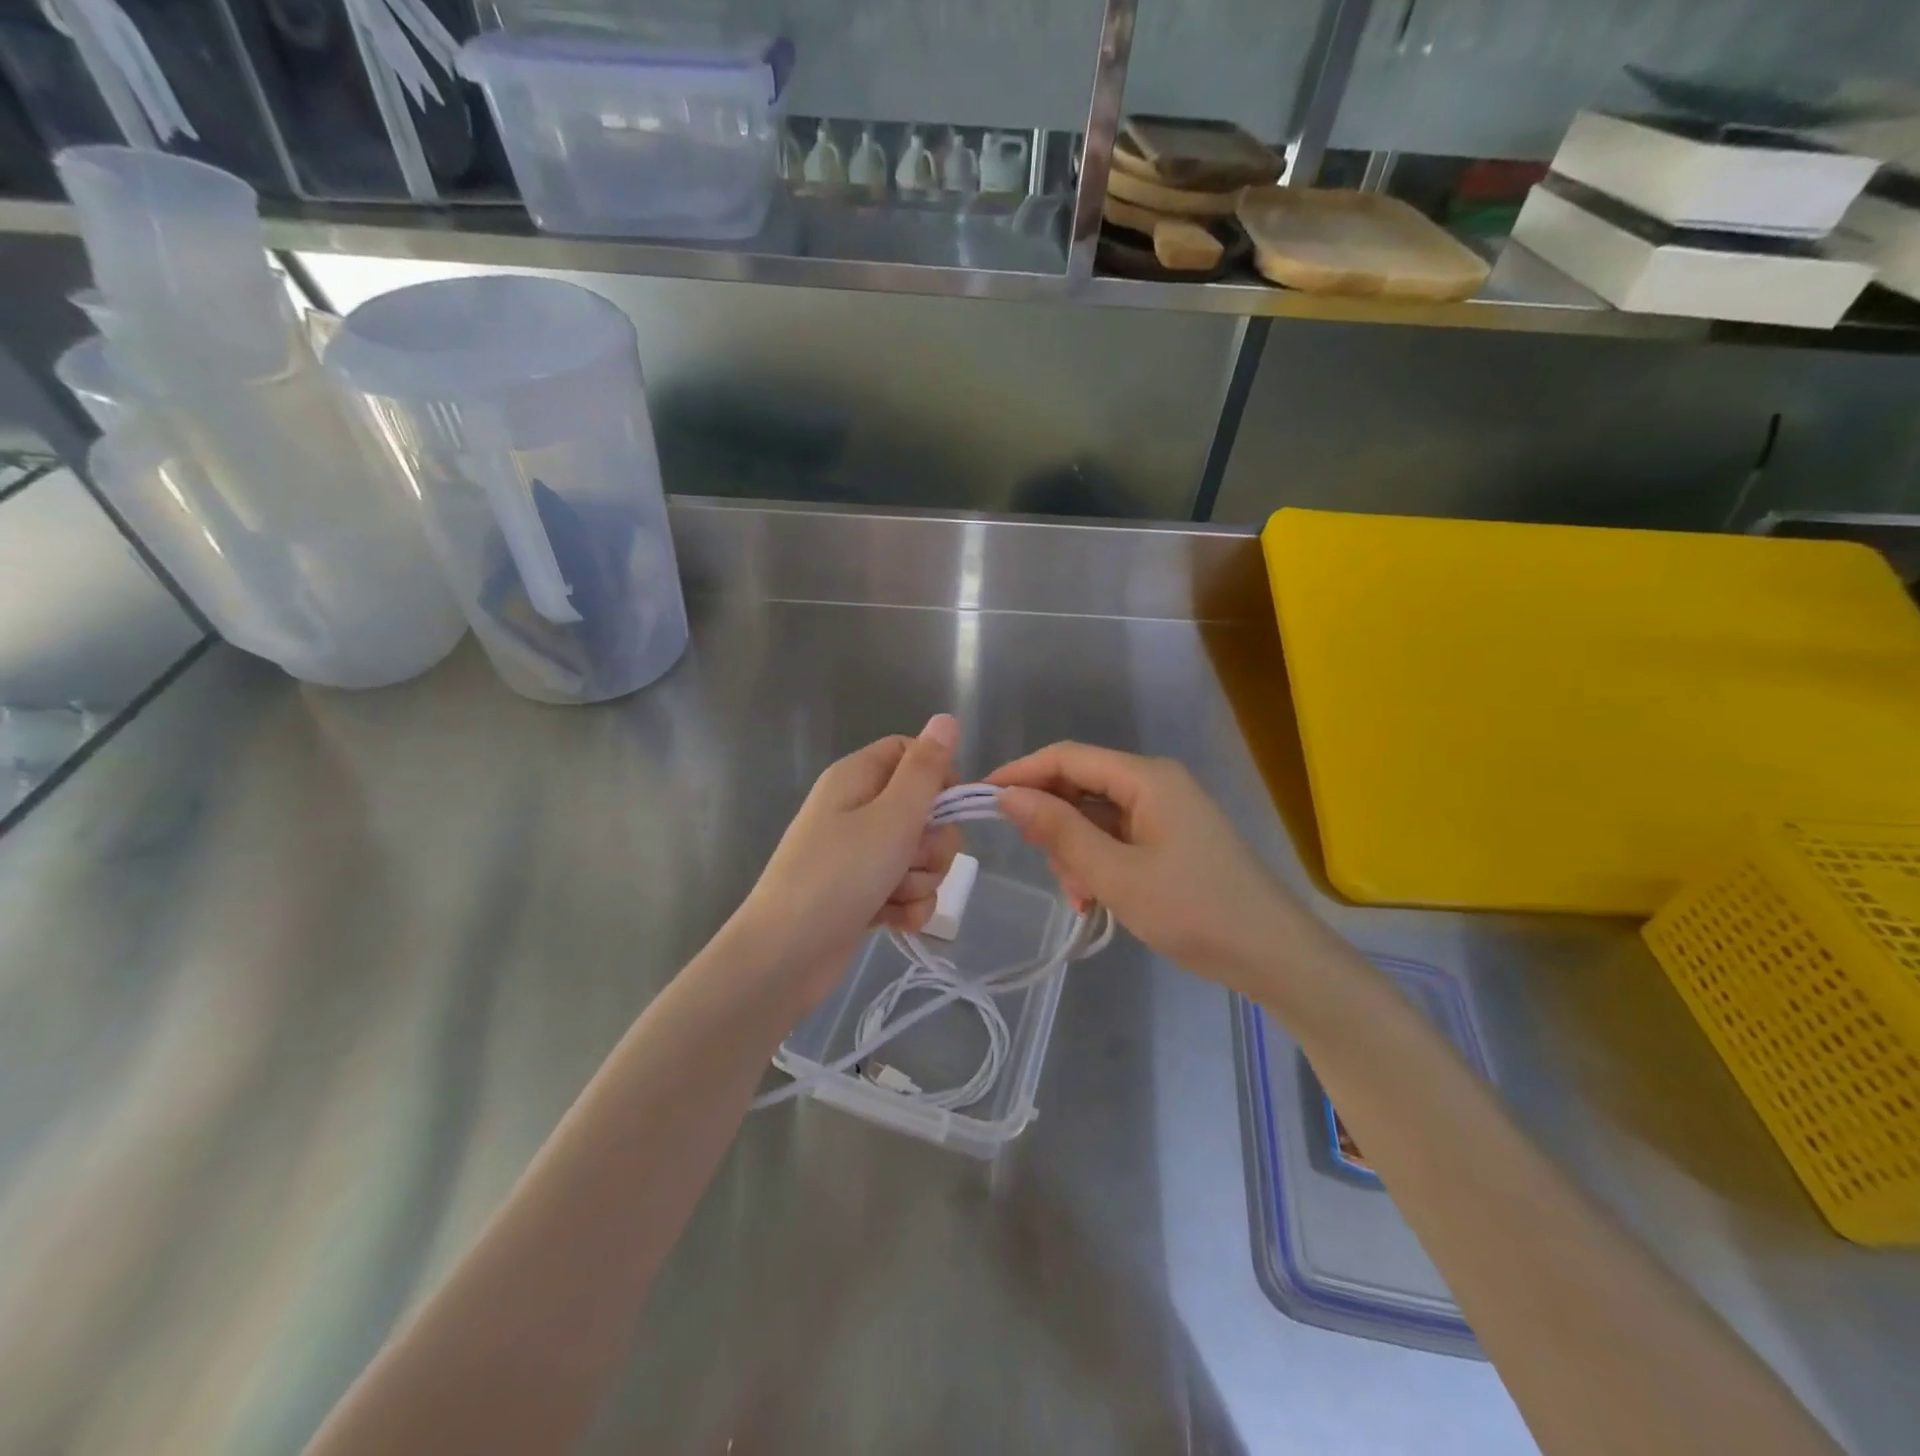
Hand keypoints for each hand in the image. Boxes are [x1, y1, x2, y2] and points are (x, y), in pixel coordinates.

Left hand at [732, 715, 961, 1013]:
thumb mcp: (892, 817)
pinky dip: (907, 906)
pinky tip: (894, 921)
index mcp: (858, 778)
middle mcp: (859, 809)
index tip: (945, 806)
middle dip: (932, 841)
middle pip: (925, 809)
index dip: (938, 777)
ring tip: (892, 895)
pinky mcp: (865, 893)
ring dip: (920, 879)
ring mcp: (861, 854)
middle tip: (909, 858)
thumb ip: (925, 770)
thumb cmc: (839, 875)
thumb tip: (947, 718)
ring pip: (921, 854)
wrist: (786, 956)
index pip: (912, 753)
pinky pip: (907, 889)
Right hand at [988, 743, 1302, 991]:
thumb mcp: (1115, 874)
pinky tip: (1096, 899)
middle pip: (1080, 786)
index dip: (1021, 773)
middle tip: (1051, 870)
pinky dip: (1098, 863)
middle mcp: (1154, 783)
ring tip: (1083, 897)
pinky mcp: (1169, 838)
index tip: (980, 799)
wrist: (1271, 955)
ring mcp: (1164, 811)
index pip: (1067, 757)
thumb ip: (1059, 831)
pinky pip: (1116, 837)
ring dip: (1076, 853)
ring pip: (1094, 817)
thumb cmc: (1193, 910)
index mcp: (1146, 778)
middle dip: (1054, 826)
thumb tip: (1007, 795)